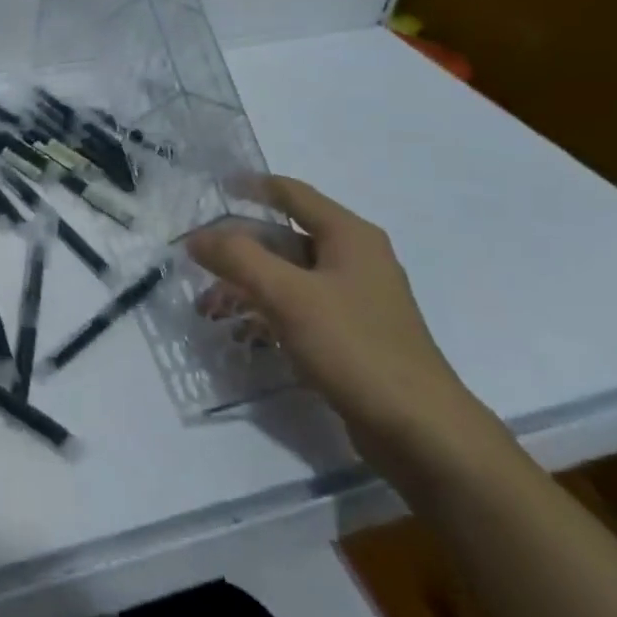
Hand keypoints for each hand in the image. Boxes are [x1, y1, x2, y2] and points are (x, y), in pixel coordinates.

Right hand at [186, 177, 501, 478]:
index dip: (252, 186)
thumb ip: (238, 258)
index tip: (212, 187)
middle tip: (196, 259)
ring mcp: (355, 299)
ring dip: (247, 283)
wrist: (419, 430)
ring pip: (288, 275)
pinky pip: (298, 307)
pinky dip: (267, 310)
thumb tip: (197, 237)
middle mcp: (355, 259)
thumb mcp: (288, 295)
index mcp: (349, 236)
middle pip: (285, 237)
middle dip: (238, 247)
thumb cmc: (354, 347)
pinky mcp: (351, 334)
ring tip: (208, 306)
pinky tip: (241, 331)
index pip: (293, 194)